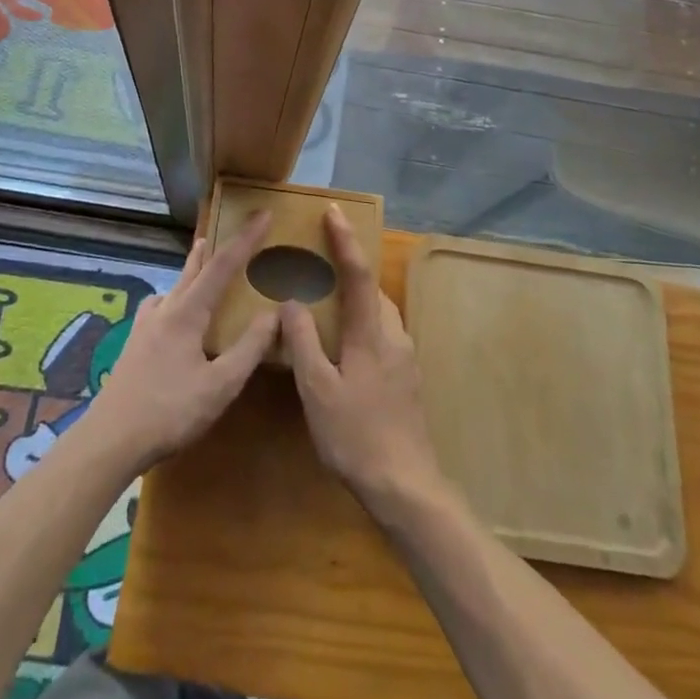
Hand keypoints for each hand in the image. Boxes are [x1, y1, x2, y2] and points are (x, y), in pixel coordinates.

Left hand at [83, 211, 279, 472]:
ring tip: (200, 263)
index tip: (264, 214)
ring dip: (191, 270)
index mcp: (187, 312)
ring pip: (173, 286)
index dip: (246, 238)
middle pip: (193, 268)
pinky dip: (174, 297)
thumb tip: (274, 313)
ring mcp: (144, 325)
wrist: (109, 440)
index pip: (223, 264)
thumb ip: (248, 348)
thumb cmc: (169, 412)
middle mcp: (164, 308)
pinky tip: (172, 313)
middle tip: (227, 230)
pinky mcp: (134, 343)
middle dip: (213, 248)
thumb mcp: (219, 386)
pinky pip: (160, 306)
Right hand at [281, 207, 446, 513]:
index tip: (334, 211)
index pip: (358, 274)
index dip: (345, 240)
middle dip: (349, 267)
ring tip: (326, 300)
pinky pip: (381, 333)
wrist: (406, 487)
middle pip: (372, 289)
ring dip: (355, 297)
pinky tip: (343, 345)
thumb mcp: (317, 391)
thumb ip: (303, 342)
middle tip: (319, 259)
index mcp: (371, 334)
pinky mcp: (407, 377)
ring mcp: (405, 358)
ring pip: (378, 313)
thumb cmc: (356, 436)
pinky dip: (361, 322)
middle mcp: (394, 336)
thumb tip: (292, 301)